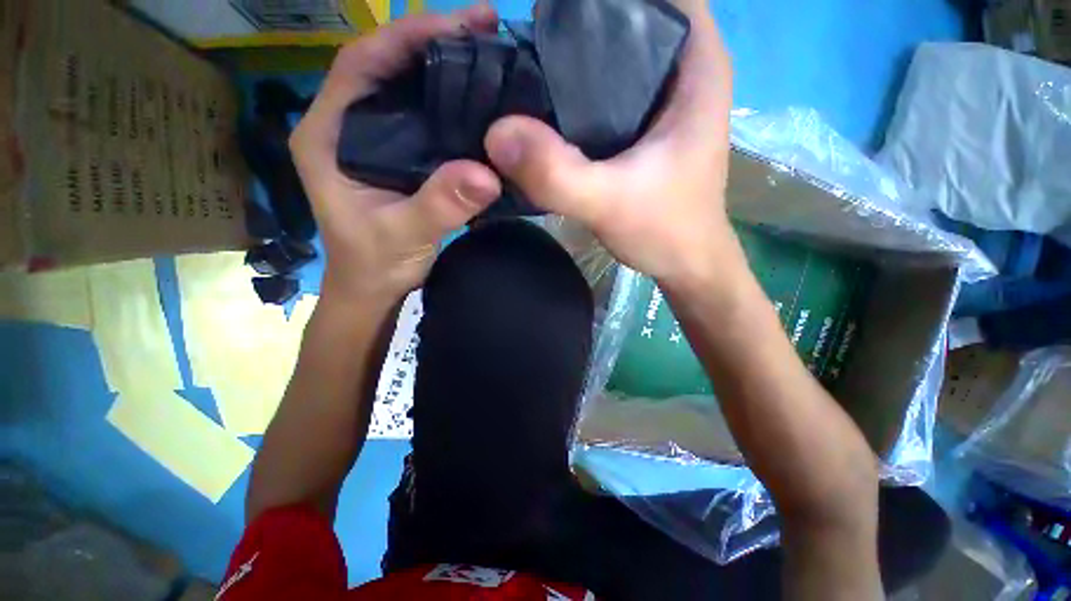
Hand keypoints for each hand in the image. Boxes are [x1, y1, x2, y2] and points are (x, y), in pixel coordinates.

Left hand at [290, 4, 501, 301]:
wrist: (369, 283)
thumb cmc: (371, 262)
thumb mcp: (401, 238)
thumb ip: (435, 207)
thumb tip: (485, 173)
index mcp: (323, 134)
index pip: (355, 63)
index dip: (402, 36)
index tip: (455, 27)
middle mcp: (336, 116)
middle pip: (377, 53)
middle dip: (428, 31)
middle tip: (484, 21)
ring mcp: (358, 119)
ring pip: (395, 63)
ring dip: (438, 43)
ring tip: (487, 31)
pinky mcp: (382, 126)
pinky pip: (409, 83)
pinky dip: (442, 66)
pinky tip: (476, 62)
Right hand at [484, 0, 734, 289]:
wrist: (689, 260)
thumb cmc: (668, 229)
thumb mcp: (610, 204)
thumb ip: (557, 171)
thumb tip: (496, 128)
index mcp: (701, 72)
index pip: (683, 0)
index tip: (578, 0)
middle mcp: (689, 66)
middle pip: (653, 5)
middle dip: (604, 3)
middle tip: (545, 9)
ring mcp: (671, 80)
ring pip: (637, 24)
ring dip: (596, 17)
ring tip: (541, 22)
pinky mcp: (652, 97)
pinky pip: (624, 50)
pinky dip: (592, 43)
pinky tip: (550, 52)